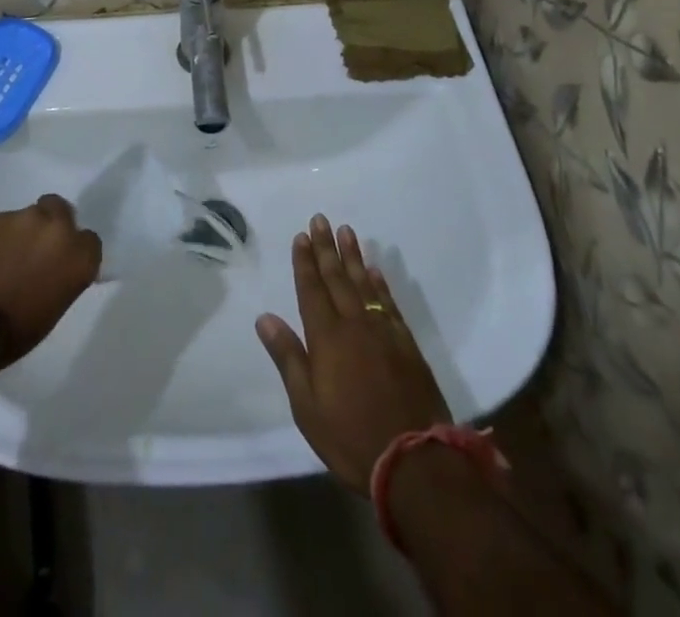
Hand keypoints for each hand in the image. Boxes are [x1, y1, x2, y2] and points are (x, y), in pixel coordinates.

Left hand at [0, 195, 101, 367]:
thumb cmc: (17, 329)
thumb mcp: (55, 306)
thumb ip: (64, 275)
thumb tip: (57, 267)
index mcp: (79, 256)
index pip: (89, 241)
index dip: (74, 250)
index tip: (62, 262)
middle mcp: (58, 229)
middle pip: (62, 211)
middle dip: (52, 224)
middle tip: (36, 248)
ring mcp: (26, 219)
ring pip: (31, 215)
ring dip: (24, 230)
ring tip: (6, 255)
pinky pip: (4, 223)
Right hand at [256, 215, 451, 492]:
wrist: (414, 461)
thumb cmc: (351, 437)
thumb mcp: (307, 406)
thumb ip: (288, 357)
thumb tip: (265, 318)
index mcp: (326, 338)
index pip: (312, 290)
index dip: (305, 262)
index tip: (301, 236)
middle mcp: (354, 324)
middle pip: (337, 278)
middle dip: (326, 248)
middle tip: (320, 219)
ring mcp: (383, 331)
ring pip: (363, 283)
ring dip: (353, 256)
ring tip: (346, 231)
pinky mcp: (406, 343)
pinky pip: (388, 303)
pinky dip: (380, 283)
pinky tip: (374, 270)